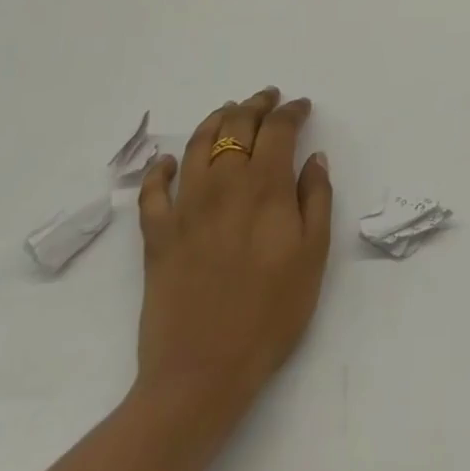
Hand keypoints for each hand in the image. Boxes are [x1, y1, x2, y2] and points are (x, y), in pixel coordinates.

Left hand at [133, 88, 332, 446]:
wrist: (201, 373)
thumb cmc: (270, 314)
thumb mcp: (313, 255)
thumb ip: (317, 199)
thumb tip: (314, 158)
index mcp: (265, 188)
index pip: (279, 130)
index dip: (292, 111)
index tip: (302, 106)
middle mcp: (224, 185)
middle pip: (237, 126)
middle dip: (255, 104)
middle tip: (268, 98)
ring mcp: (185, 208)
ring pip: (197, 144)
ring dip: (215, 120)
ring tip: (229, 111)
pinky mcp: (156, 235)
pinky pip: (152, 190)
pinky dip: (160, 168)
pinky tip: (170, 161)